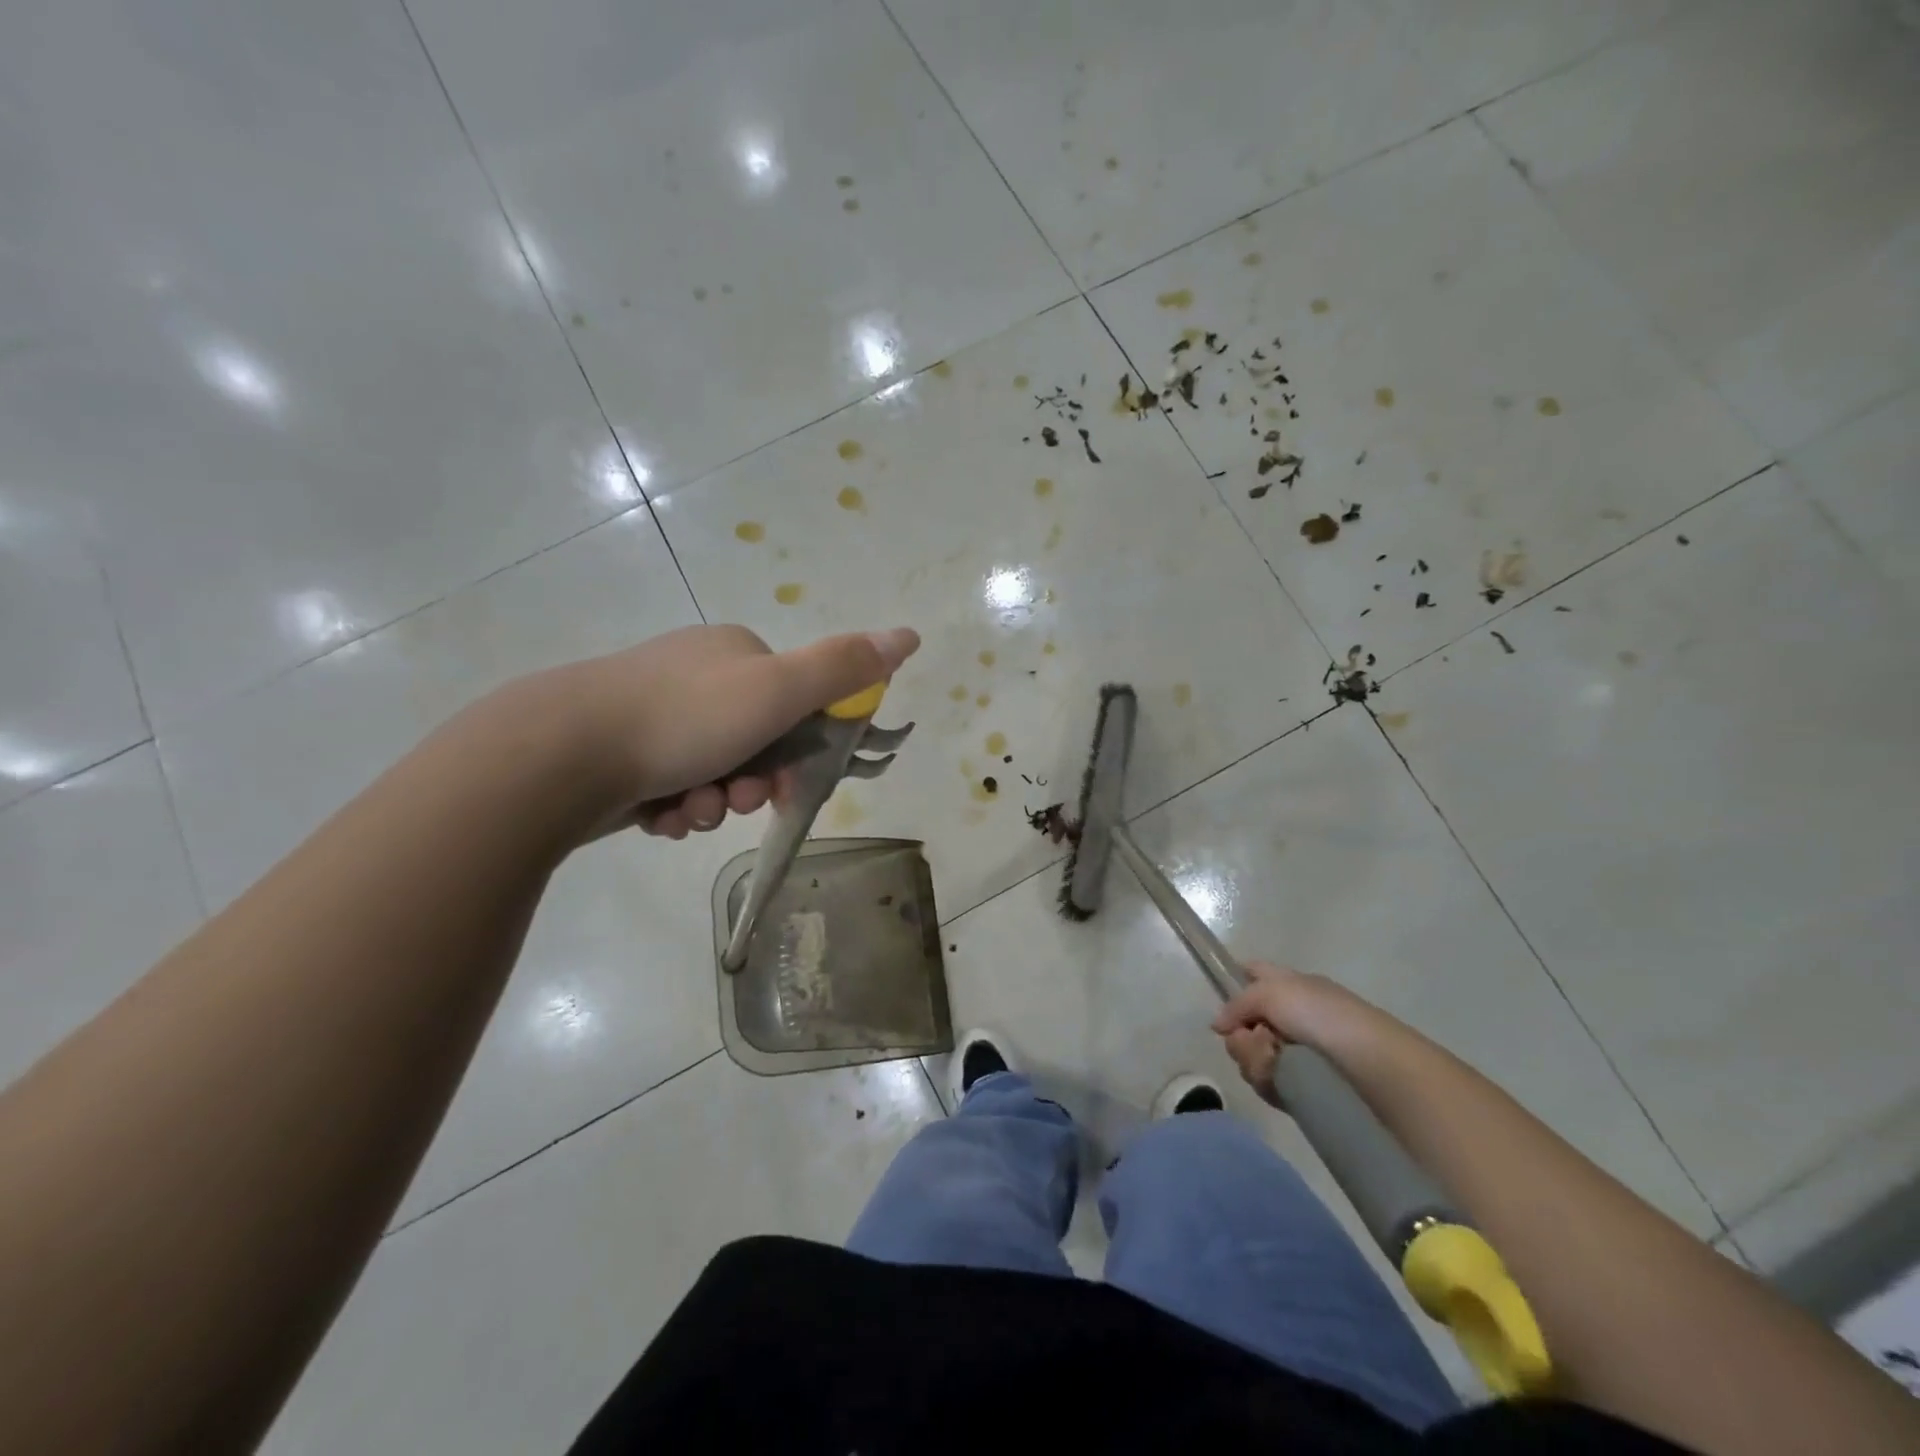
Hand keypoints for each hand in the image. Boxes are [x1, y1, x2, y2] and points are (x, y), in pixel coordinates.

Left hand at [512, 623, 918, 842]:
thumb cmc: (683, 719)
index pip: (795, 703)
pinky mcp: (620, 750)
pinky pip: (672, 786)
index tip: (786, 782)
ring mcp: (654, 711)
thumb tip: (909, 635)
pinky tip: (658, 816)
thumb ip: (844, 668)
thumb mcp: (778, 690)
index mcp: (735, 653)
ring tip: (689, 811)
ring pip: (714, 771)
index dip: (800, 749)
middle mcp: (696, 674)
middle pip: (755, 742)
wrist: (560, 753)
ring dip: (714, 801)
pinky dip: (675, 808)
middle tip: (736, 799)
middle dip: (752, 782)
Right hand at [1211, 961, 1366, 1103]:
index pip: (1253, 974)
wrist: (1372, 1067)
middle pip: (1242, 1024)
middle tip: (1259, 1041)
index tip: (1226, 1004)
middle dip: (1241, 1035)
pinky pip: (1266, 1082)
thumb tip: (1219, 1025)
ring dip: (1254, 1058)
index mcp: (1289, 986)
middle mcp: (1290, 1017)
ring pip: (1249, 1055)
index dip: (1235, 983)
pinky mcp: (1300, 1086)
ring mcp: (1295, 1053)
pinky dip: (1268, 1081)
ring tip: (1275, 1063)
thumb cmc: (1323, 1016)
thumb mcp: (1272, 992)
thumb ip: (1237, 1003)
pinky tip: (1280, 1083)